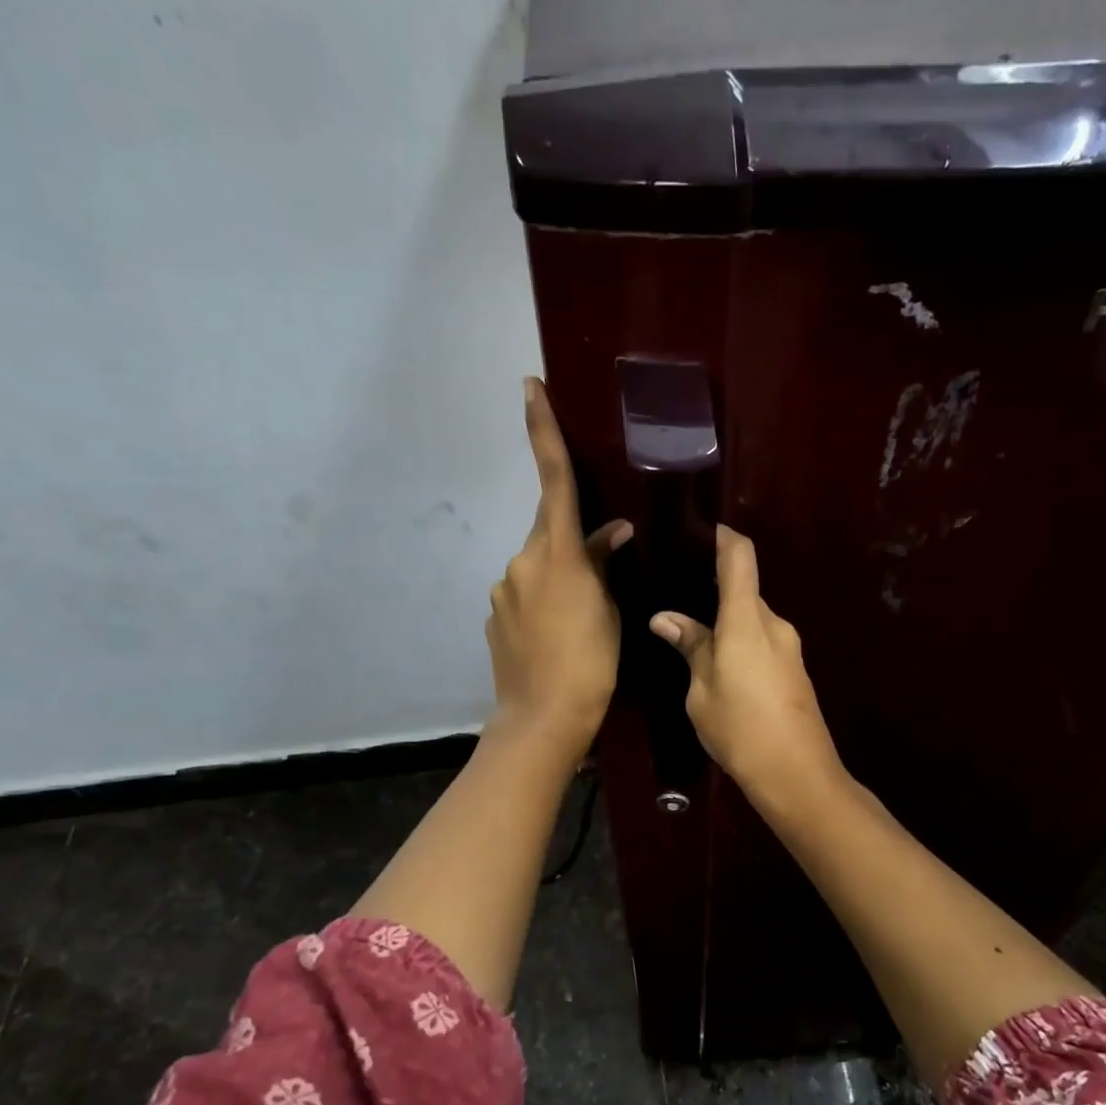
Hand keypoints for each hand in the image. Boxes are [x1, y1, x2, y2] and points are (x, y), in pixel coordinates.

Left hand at [486, 378, 631, 759]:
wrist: (542, 717)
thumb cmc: (589, 663)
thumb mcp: (608, 611)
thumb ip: (603, 565)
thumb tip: (611, 533)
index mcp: (556, 554)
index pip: (554, 480)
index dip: (543, 431)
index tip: (529, 387)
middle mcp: (521, 562)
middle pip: (550, 531)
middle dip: (573, 541)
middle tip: (601, 574)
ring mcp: (502, 590)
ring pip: (538, 566)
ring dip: (560, 578)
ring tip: (582, 620)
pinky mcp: (494, 617)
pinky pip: (523, 595)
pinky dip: (543, 603)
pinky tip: (557, 636)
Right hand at [649, 525, 843, 805]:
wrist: (798, 774)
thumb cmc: (740, 729)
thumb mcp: (701, 691)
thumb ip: (690, 648)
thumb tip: (665, 619)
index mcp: (747, 620)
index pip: (740, 557)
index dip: (723, 536)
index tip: (700, 529)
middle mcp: (774, 624)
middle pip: (744, 591)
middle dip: (714, 590)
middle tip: (678, 598)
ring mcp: (789, 647)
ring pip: (752, 619)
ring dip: (726, 622)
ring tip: (692, 635)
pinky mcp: (794, 669)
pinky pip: (762, 641)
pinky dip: (740, 642)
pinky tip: (719, 665)